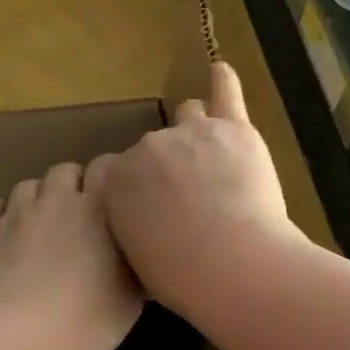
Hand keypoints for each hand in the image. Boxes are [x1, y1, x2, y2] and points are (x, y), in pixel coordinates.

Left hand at [0, 159, 143, 349]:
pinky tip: (6, 233)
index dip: (111, 175)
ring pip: (28, 185)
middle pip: (65, 171)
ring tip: (42, 224)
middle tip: (80, 216)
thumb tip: (144, 262)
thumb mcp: (129, 304)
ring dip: (38, 198)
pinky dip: (1, 214)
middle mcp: (56, 199)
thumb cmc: (83, 321)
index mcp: (97, 209)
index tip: (117, 197)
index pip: (106, 166)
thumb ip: (137, 272)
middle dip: (73, 185)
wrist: (13, 336)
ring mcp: (16, 213)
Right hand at [98, 62, 301, 317]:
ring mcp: (191, 133)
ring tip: (211, 155)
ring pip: (189, 117)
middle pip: (154, 147)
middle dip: (167, 166)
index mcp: (116, 182)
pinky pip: (225, 94)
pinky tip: (221, 72)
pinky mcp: (233, 129)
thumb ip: (132, 228)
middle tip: (190, 197)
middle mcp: (147, 148)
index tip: (148, 206)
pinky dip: (223, 83)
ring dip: (196, 132)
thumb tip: (142, 224)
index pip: (115, 170)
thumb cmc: (181, 277)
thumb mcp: (136, 260)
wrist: (232, 264)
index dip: (134, 188)